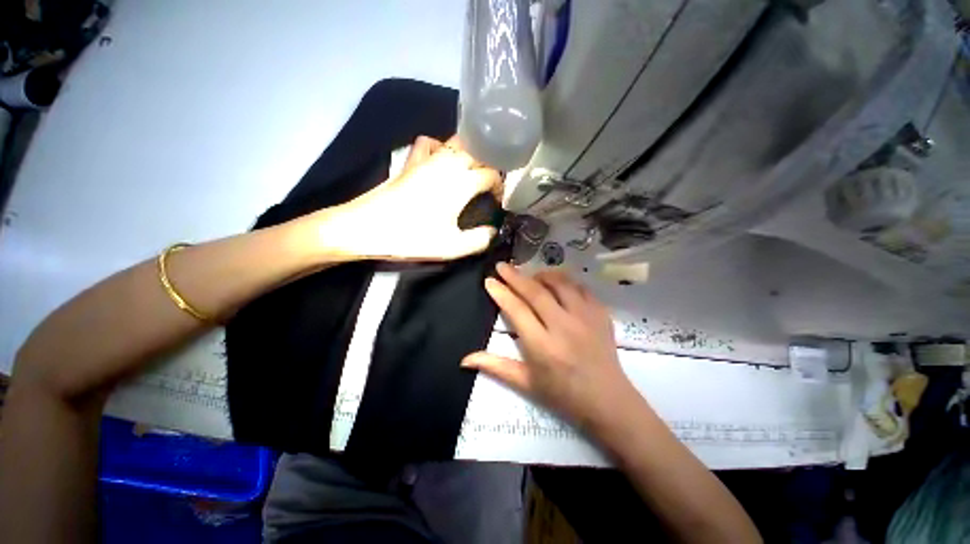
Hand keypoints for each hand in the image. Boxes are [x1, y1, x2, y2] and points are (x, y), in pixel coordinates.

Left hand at [306, 135, 502, 261]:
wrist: (367, 226)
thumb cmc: (409, 236)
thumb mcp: (450, 247)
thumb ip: (478, 241)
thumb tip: (493, 231)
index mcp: (463, 182)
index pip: (492, 174)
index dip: (499, 187)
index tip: (497, 201)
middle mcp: (450, 163)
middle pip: (480, 151)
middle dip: (490, 163)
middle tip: (489, 182)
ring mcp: (429, 158)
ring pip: (458, 141)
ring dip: (470, 150)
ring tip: (471, 168)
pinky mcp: (411, 160)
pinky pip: (429, 142)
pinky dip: (439, 145)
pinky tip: (439, 158)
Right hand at [462, 263, 638, 430]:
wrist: (605, 398)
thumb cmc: (563, 395)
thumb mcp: (527, 383)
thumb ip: (496, 367)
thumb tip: (464, 359)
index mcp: (542, 346)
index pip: (517, 310)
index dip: (501, 293)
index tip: (490, 281)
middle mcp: (563, 326)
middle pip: (536, 291)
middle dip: (516, 277)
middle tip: (502, 266)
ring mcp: (585, 317)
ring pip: (561, 284)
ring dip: (542, 275)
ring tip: (531, 276)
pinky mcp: (601, 314)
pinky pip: (582, 289)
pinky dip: (567, 283)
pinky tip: (560, 286)